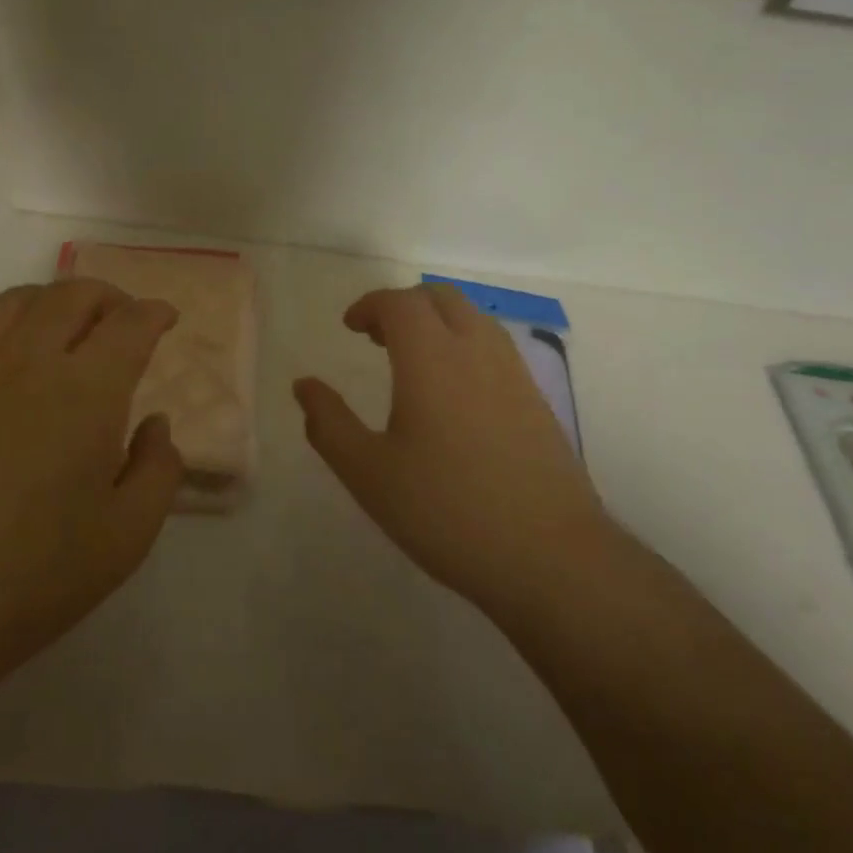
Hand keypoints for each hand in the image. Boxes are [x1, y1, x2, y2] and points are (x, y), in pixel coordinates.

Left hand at [0, 279, 183, 678]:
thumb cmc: (31, 578)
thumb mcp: (126, 538)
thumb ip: (158, 471)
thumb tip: (155, 425)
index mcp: (87, 393)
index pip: (129, 325)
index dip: (154, 313)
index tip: (167, 318)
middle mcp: (30, 364)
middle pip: (72, 295)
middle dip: (109, 296)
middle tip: (125, 320)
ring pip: (18, 301)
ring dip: (55, 300)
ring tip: (70, 326)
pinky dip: (9, 325)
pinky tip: (13, 359)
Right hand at [294, 284, 611, 625]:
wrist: (548, 555)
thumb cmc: (446, 511)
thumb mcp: (369, 474)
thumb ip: (329, 424)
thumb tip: (304, 386)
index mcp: (432, 358)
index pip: (400, 303)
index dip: (369, 305)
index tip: (349, 327)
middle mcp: (477, 350)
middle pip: (440, 297)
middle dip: (403, 306)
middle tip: (376, 338)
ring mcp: (514, 372)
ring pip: (473, 317)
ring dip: (437, 321)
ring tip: (412, 361)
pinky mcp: (536, 398)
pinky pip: (494, 346)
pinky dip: (464, 343)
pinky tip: (454, 393)